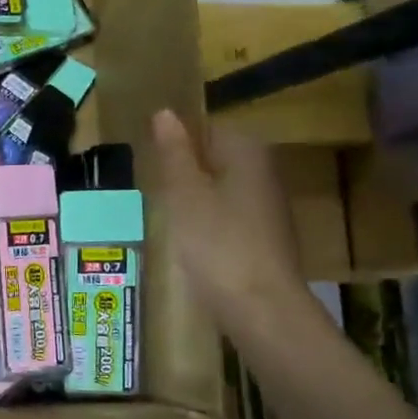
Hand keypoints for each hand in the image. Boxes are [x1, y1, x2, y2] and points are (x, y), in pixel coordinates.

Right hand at [152, 110, 310, 333]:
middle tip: (154, 191)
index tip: (151, 164)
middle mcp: (263, 171)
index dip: (176, 143)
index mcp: (246, 152)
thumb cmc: (216, 241)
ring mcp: (266, 206)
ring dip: (192, 199)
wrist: (259, 306)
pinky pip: (226, 215)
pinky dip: (205, 223)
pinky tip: (188, 241)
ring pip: (218, 189)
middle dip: (183, 172)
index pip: (206, 128)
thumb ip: (174, 152)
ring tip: (165, 216)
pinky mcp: (262, 236)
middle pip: (214, 159)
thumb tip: (166, 113)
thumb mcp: (184, 193)